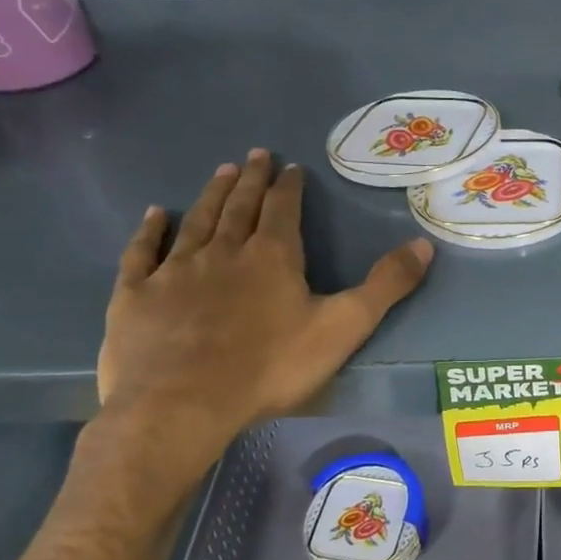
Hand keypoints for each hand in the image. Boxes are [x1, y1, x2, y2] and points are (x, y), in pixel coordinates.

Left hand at [96, 151, 433, 487]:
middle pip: (239, 206)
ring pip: (197, 221)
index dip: (288, 186)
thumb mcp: (343, 327)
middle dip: (250, 179)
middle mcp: (223, 251)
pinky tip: (155, 215)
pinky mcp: (136, 296)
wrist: (182, 405)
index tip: (290, 167)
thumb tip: (424, 244)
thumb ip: (385, 286)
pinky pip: (143, 253)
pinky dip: (150, 232)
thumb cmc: (269, 367)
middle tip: (254, 154)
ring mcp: (175, 271)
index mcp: (272, 256)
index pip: (282, 209)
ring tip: (221, 171)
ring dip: (211, 195)